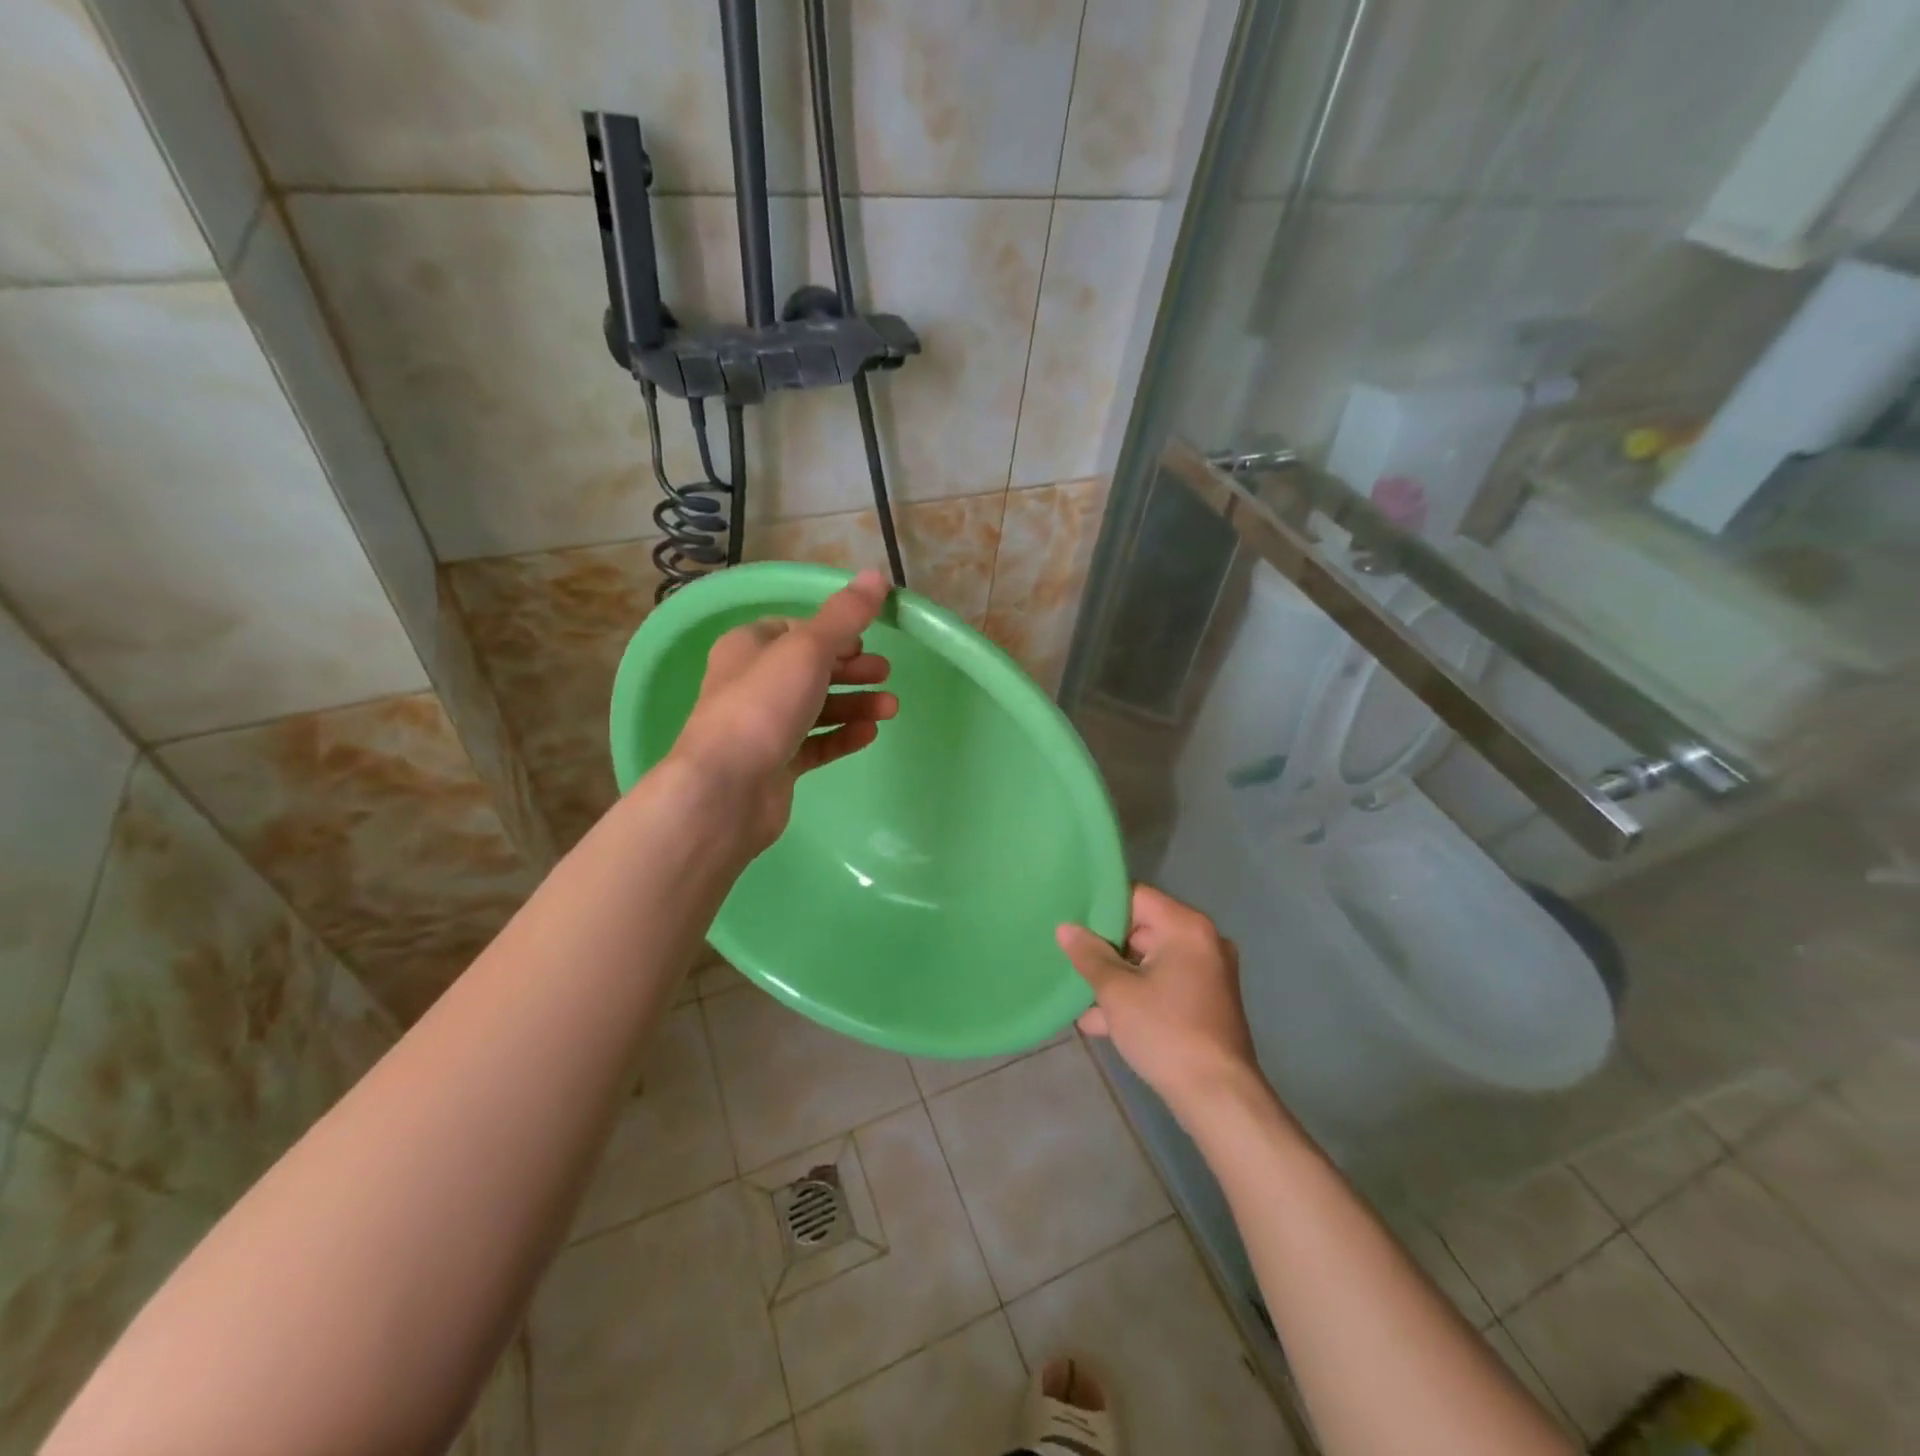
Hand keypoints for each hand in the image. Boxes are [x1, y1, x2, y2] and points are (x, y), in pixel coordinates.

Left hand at [666, 569, 896, 851]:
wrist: (726, 788)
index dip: (832, 633)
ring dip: (855, 703)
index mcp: (748, 647)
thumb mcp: (808, 649)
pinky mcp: (775, 764)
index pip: (794, 629)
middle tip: (886, 672)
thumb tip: (877, 575)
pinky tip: (870, 733)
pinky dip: (842, 735)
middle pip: (810, 669)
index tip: (864, 641)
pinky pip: (815, 744)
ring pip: (816, 707)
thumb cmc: (763, 705)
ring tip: (891, 708)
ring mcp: (763, 727)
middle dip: (851, 669)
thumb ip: (845, 615)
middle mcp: (751, 683)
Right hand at [1057, 885, 1260, 1115]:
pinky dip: (1138, 994)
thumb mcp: (1116, 992)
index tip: (1071, 921)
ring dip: (1118, 978)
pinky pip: (1165, 983)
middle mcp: (1203, 940)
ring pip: (1151, 961)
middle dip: (1106, 949)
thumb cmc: (1165, 1032)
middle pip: (1143, 928)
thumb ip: (1089, 955)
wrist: (1218, 1097)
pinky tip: (1102, 1021)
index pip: (1136, 897)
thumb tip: (1065, 928)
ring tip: (1081, 996)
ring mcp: (1209, 972)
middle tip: (1072, 960)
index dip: (1100, 908)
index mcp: (1185, 927)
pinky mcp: (1207, 1000)